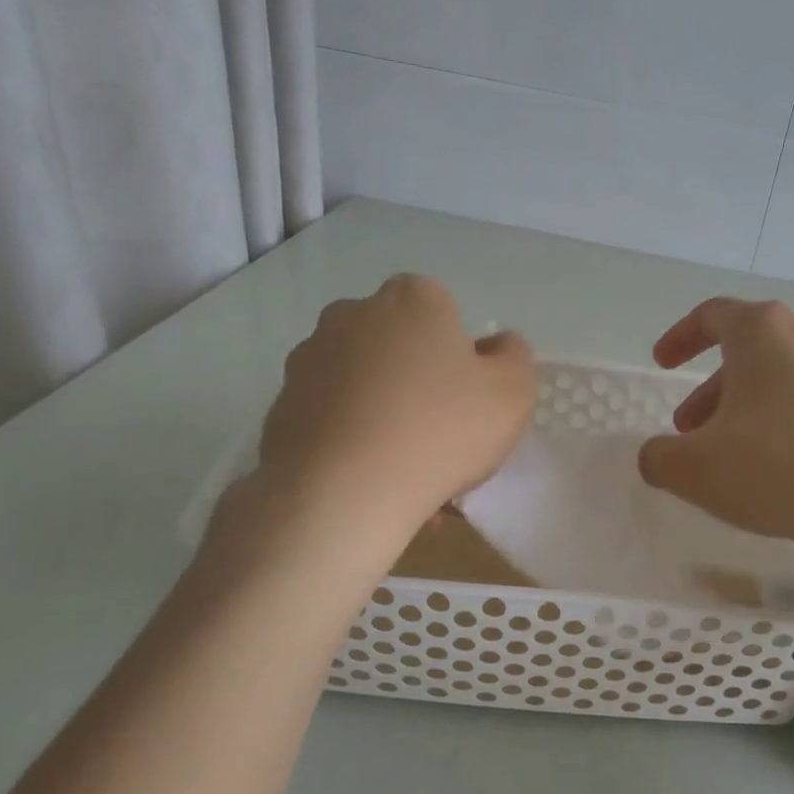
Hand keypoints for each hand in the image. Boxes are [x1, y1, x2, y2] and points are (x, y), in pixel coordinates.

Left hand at [238, 274, 533, 539]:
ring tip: (406, 472)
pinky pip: (332, 418)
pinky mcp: (281, 405)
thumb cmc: (440, 431)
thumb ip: (513, 357)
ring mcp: (309, 359)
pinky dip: (352, 440)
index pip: (442, 310)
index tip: (467, 397)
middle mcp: (352, 315)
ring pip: (364, 384)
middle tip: (440, 434)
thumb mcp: (511, 393)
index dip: (459, 353)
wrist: (342, 494)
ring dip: (385, 414)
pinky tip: (372, 482)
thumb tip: (497, 345)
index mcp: (410, 299)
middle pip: (399, 345)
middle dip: (418, 380)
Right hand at [638, 298, 793, 559]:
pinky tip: (772, 467)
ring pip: (776, 379)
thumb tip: (654, 456)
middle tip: (687, 429)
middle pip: (745, 351)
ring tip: (724, 455)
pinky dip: (777, 422)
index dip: (680, 337)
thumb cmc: (776, 468)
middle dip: (709, 389)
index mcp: (762, 333)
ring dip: (741, 408)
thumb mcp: (695, 469)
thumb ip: (659, 457)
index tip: (661, 364)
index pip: (712, 315)